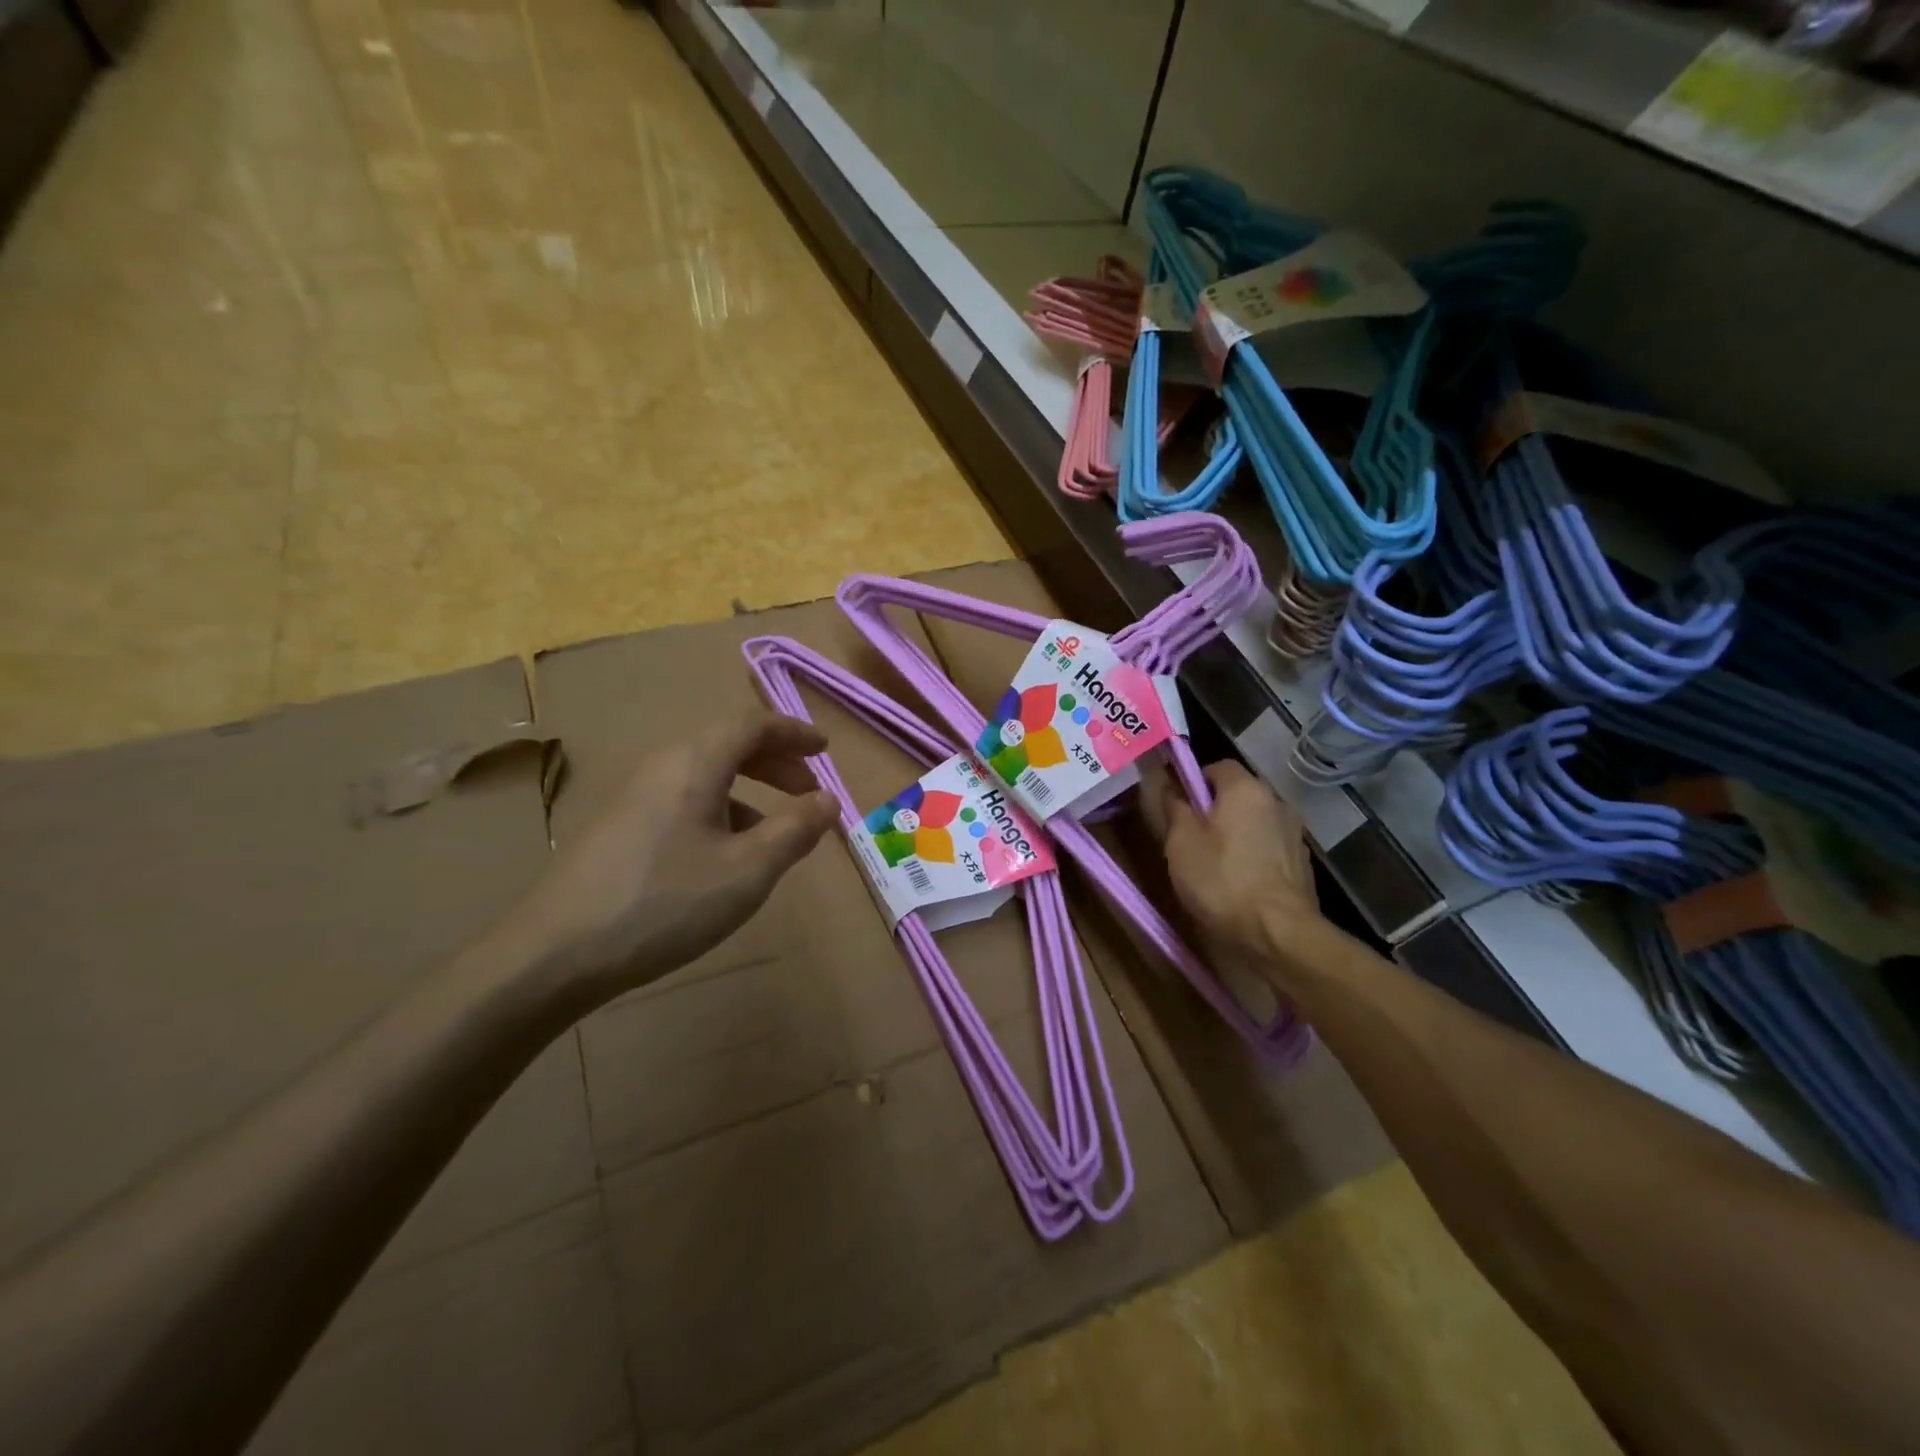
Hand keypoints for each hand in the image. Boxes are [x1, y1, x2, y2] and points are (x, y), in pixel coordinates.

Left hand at [494, 711, 838, 1009]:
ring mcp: (635, 796)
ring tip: (776, 831)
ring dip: (750, 791)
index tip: (826, 750)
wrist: (553, 954)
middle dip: (776, 762)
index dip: (795, 732)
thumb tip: (828, 800)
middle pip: (728, 744)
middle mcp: (662, 766)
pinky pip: (684, 799)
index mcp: (694, 762)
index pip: (753, 724)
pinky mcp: (620, 827)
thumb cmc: (664, 903)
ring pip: (706, 775)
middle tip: (809, 791)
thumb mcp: (747, 871)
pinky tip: (725, 856)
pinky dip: (720, 810)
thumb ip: (795, 830)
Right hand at [1153, 760, 1327, 985]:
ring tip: (1215, 864)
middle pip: (1238, 794)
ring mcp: (1294, 833)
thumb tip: (1171, 787)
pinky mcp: (1302, 863)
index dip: (1194, 782)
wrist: (1278, 933)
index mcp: (1245, 789)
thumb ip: (1174, 807)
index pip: (1217, 766)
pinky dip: (1254, 855)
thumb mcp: (1181, 843)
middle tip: (1190, 838)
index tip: (1178, 808)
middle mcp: (1276, 801)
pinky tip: (1239, 882)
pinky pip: (1269, 847)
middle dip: (1214, 810)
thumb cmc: (1222, 880)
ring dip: (1236, 833)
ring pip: (1254, 822)